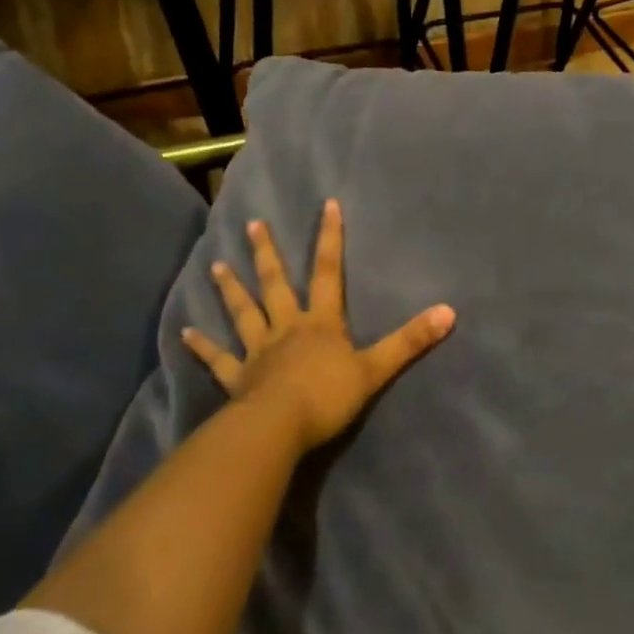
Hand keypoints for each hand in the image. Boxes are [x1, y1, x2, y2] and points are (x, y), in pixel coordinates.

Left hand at [181, 200, 455, 452]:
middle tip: (253, 225)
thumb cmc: (329, 396)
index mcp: (321, 322)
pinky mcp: (238, 378)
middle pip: (276, 284)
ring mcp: (258, 352)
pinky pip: (218, 359)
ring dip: (231, 289)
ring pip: (244, 313)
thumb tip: (449, 313)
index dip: (330, 238)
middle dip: (267, 254)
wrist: (280, 427)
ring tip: (216, 266)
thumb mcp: (376, 368)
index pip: (329, 271)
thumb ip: (410, 341)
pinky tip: (184, 333)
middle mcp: (287, 327)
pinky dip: (202, 346)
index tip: (327, 205)